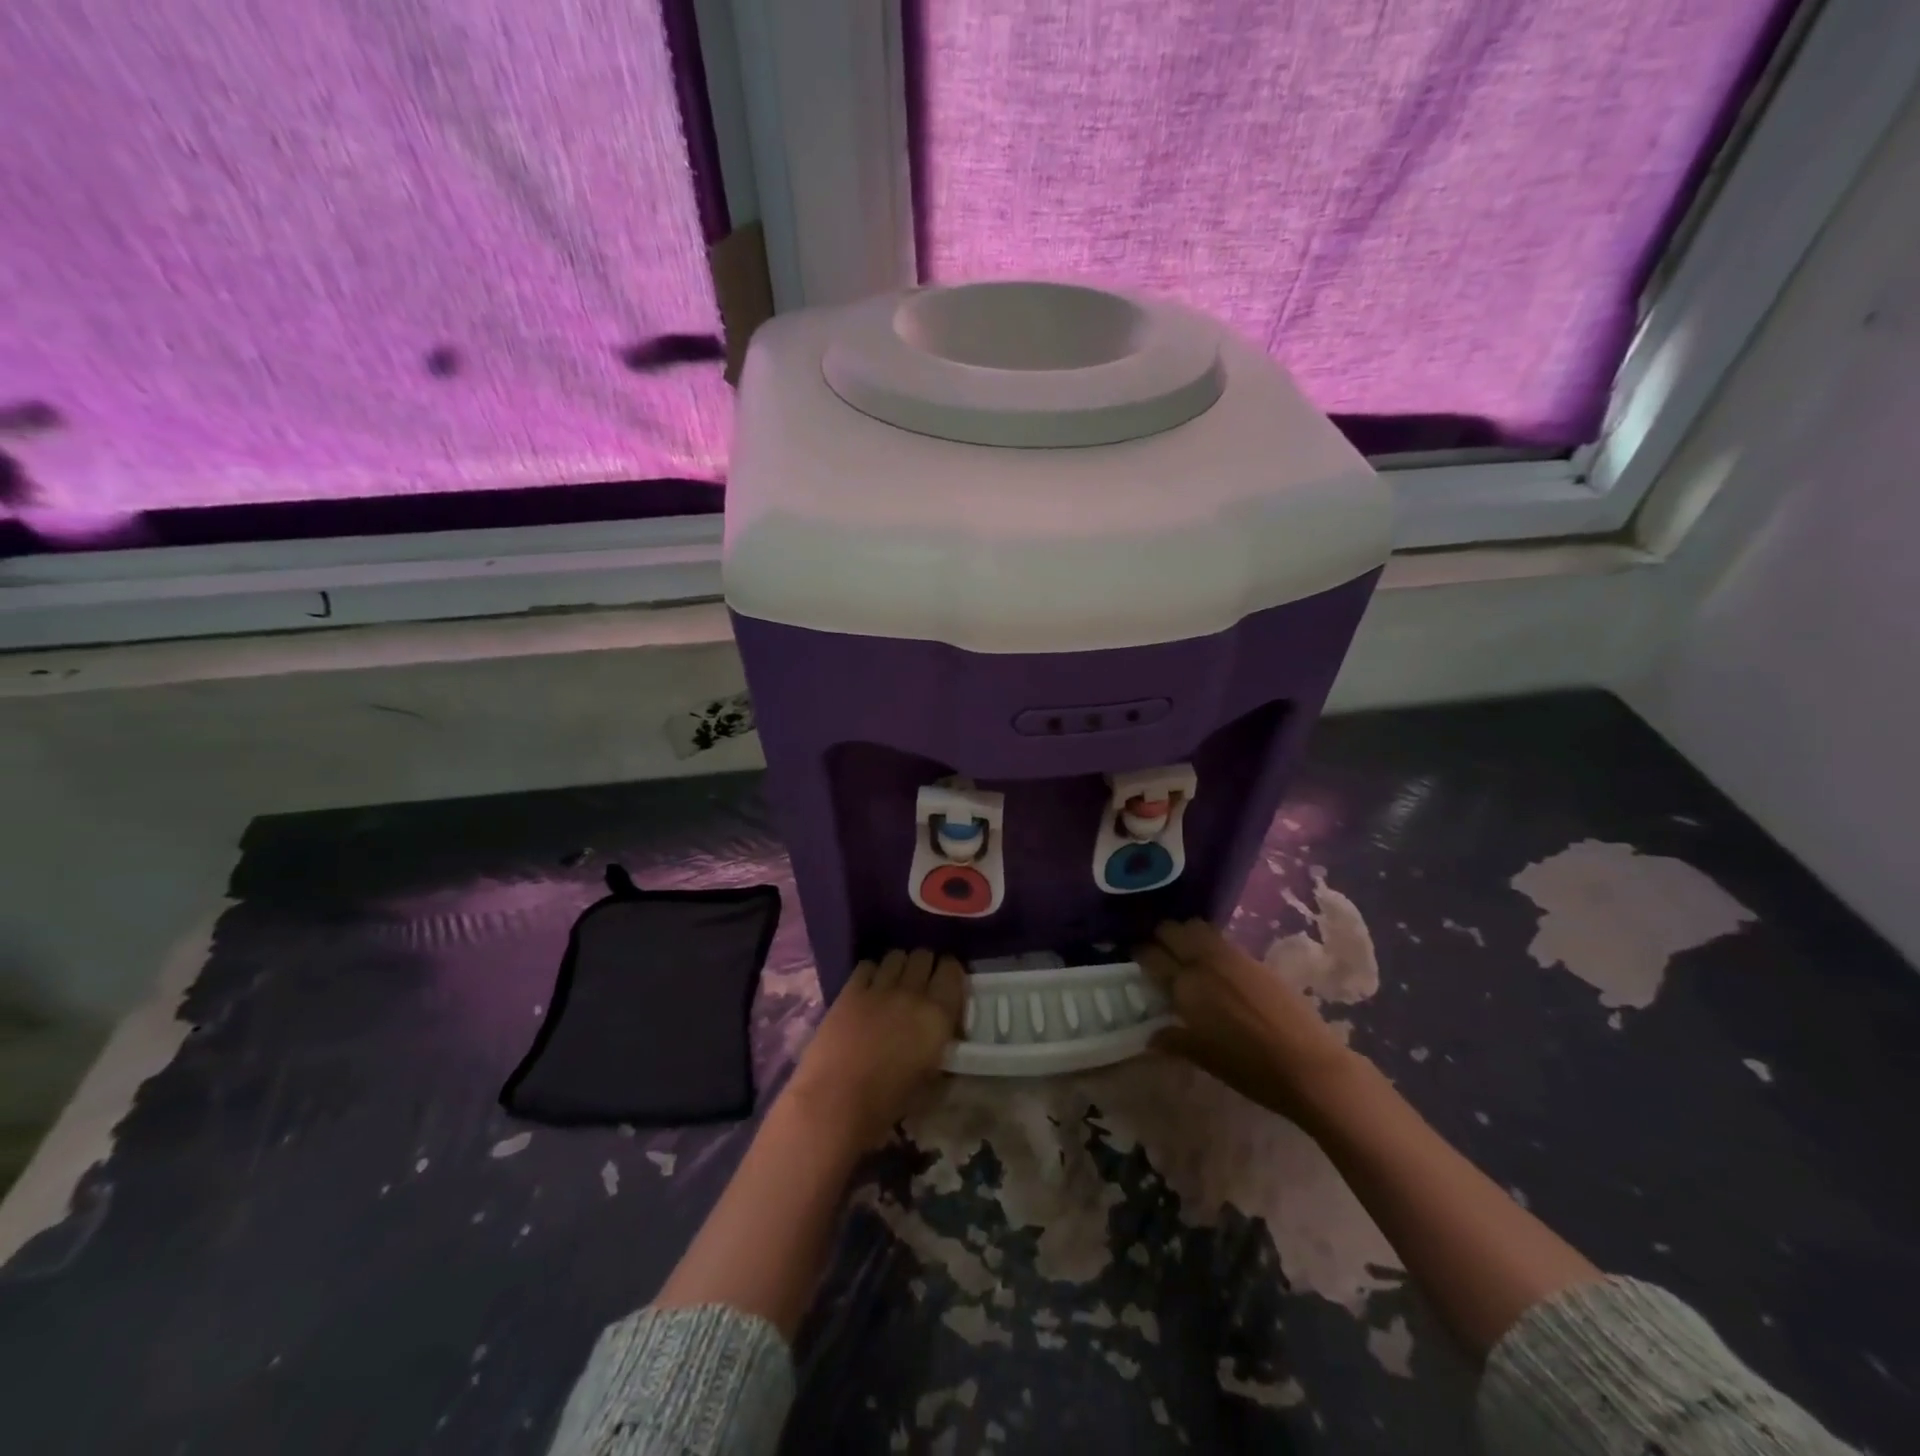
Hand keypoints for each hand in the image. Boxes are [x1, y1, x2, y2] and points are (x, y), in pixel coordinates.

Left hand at [785, 948, 965, 1149]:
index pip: (952, 970)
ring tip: (894, 982)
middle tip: (920, 982)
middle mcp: (913, 993)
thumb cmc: (889, 1102)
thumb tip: (941, 1034)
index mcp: (938, 1015)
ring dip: (899, 966)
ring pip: (896, 956)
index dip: (949, 972)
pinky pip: (867, 966)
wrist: (837, 1101)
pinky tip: (869, 988)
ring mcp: (880, 988)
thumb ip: (940, 1046)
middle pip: (923, 956)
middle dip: (924, 965)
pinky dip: (871, 973)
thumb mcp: (931, 1077)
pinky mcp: (851, 990)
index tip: (945, 982)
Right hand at [1136, 918, 1357, 1124]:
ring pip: (1197, 927)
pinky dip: (1208, 943)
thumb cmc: (1250, 1069)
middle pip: (1172, 931)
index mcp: (1185, 986)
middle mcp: (1204, 962)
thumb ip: (1174, 1040)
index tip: (1135, 956)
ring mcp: (1231, 957)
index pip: (1151, 956)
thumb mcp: (1204, 1058)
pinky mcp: (1254, 959)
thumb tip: (1151, 1036)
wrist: (1309, 1066)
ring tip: (1184, 952)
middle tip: (1158, 952)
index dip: (1140, 953)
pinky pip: (1220, 939)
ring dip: (1185, 934)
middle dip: (1161, 937)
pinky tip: (1213, 964)